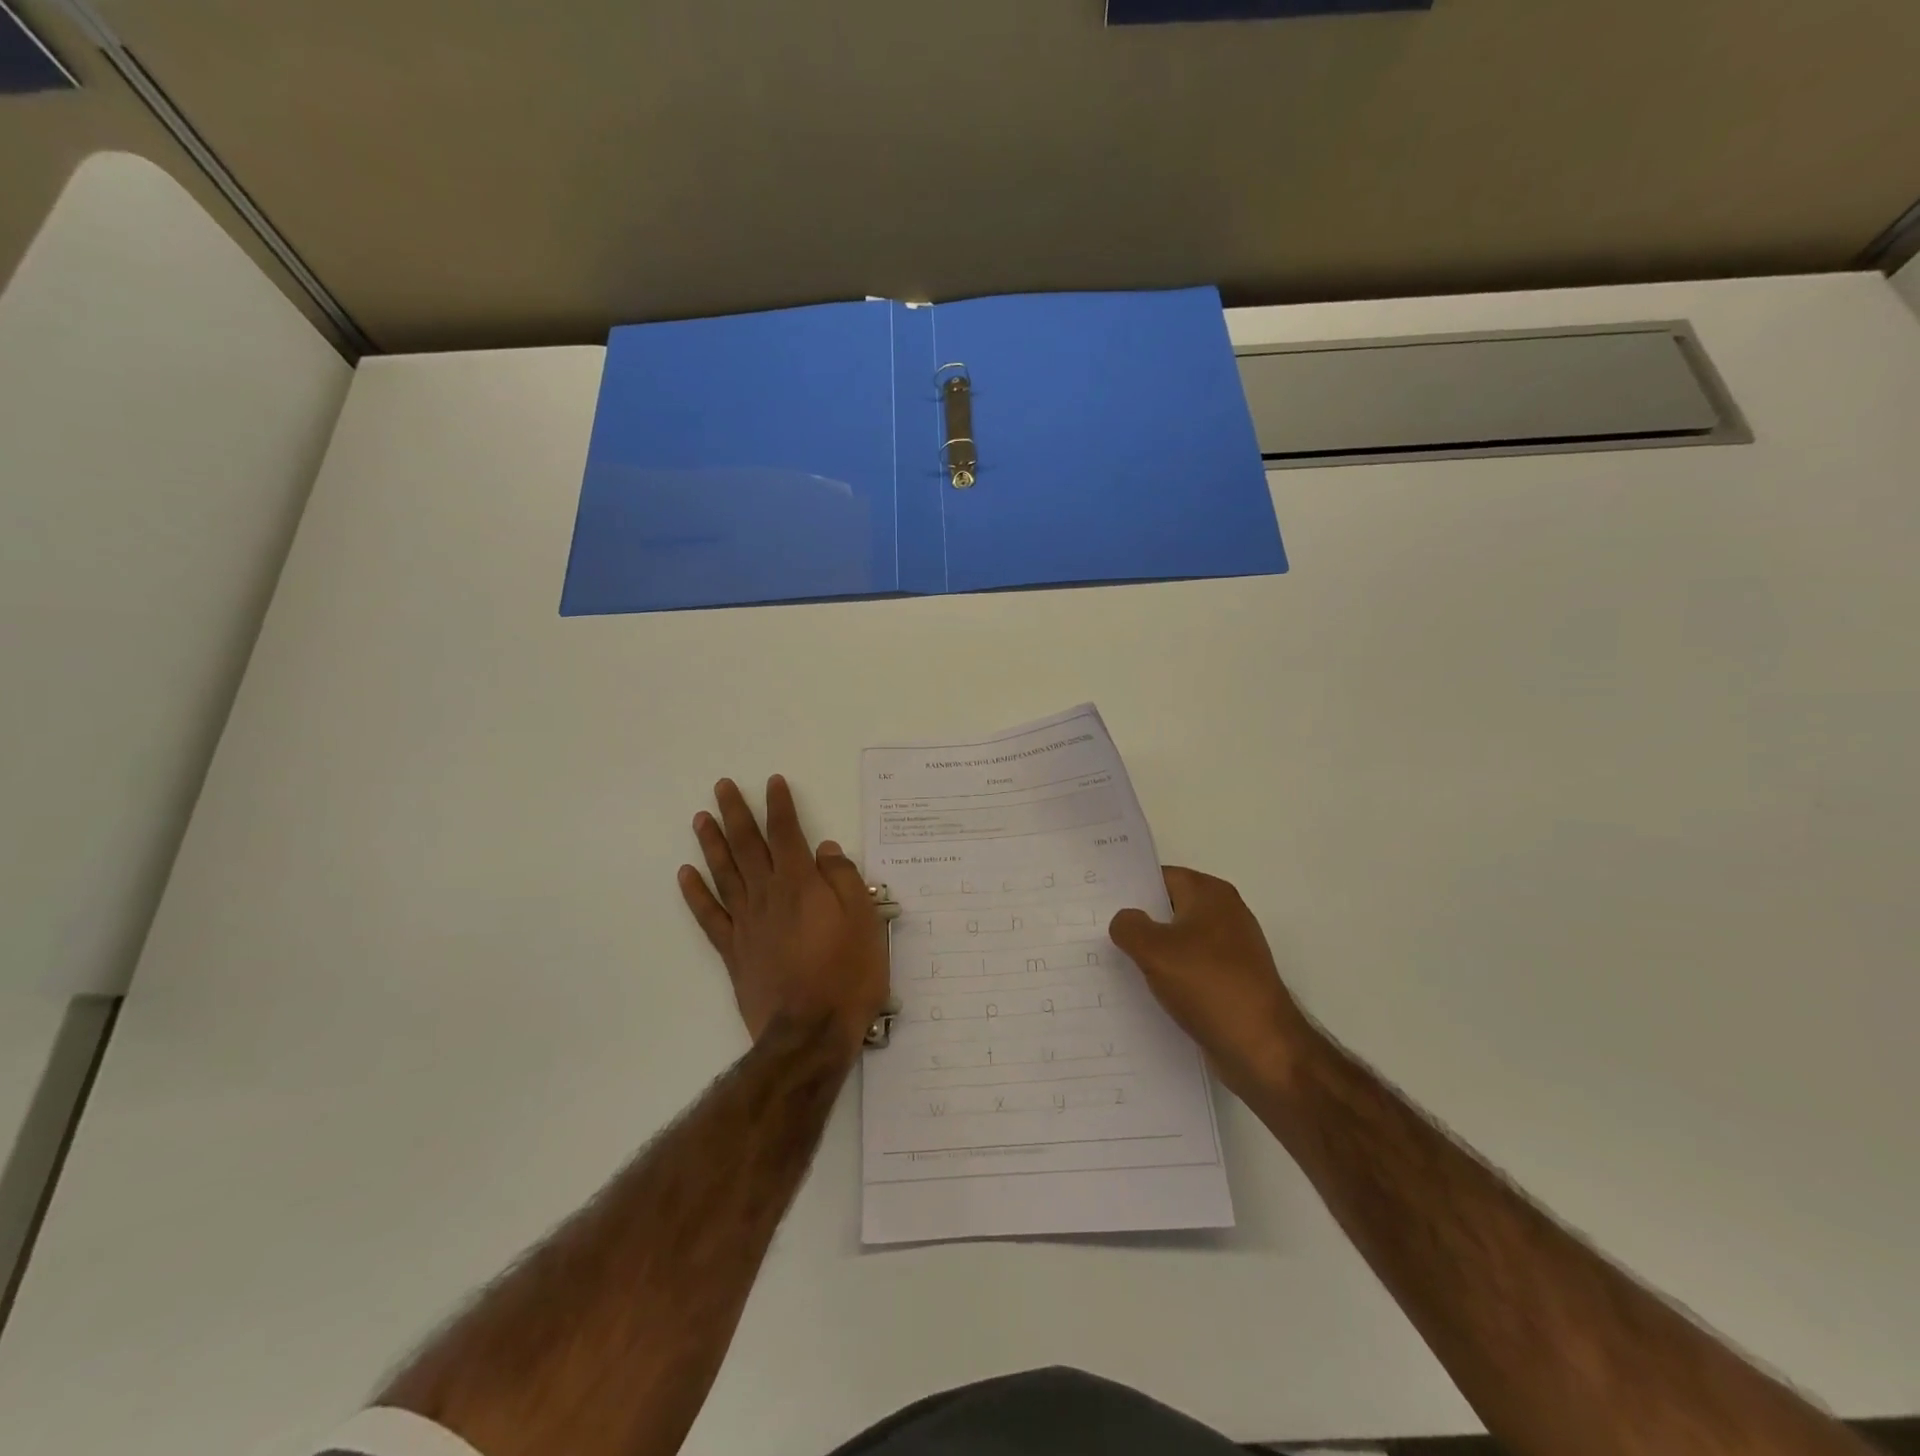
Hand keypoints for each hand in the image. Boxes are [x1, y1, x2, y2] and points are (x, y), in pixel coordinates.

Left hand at [678, 776, 888, 1056]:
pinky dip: (696, 893)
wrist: (810, 1032)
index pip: (787, 833)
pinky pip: (709, 916)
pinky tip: (685, 875)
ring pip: (723, 873)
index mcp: (800, 884)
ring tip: (700, 817)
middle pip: (747, 846)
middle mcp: (767, 896)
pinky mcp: (733, 951)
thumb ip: (843, 879)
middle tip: (722, 786)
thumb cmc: (847, 973)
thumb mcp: (864, 919)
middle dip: (735, 813)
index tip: (772, 782)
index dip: (779, 806)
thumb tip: (825, 848)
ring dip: (711, 843)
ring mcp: (745, 924)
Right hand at [1109, 867, 1313, 1094]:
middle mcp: (1225, 915)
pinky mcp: (1232, 982)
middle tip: (1098, 932)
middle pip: (1170, 908)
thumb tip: (1125, 920)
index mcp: (1211, 894)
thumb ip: (1129, 926)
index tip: (1098, 901)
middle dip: (1138, 921)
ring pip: (1179, 942)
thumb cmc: (1208, 985)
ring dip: (1152, 953)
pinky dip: (1170, 977)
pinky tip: (1144, 992)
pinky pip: (1191, 970)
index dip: (1130, 887)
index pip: (1161, 877)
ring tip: (1113, 963)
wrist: (1263, 1048)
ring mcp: (1231, 951)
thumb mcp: (1154, 950)